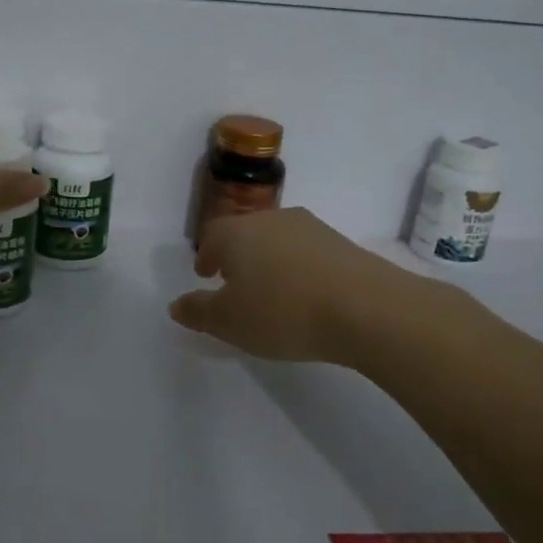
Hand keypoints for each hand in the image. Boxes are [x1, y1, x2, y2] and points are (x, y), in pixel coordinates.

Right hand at [168, 207, 420, 364]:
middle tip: (235, 281)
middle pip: (246, 233)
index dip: (206, 254)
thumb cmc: (282, 312)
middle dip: (237, 255)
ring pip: (278, 240)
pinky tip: (306, 293)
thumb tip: (176, 305)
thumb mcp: (229, 322)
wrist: (365, 307)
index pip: (212, 235)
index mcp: (237, 233)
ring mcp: (310, 228)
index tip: (206, 273)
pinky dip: (299, 268)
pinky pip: (308, 253)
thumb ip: (199, 312)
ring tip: (272, 290)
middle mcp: (271, 220)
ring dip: (270, 260)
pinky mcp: (342, 244)